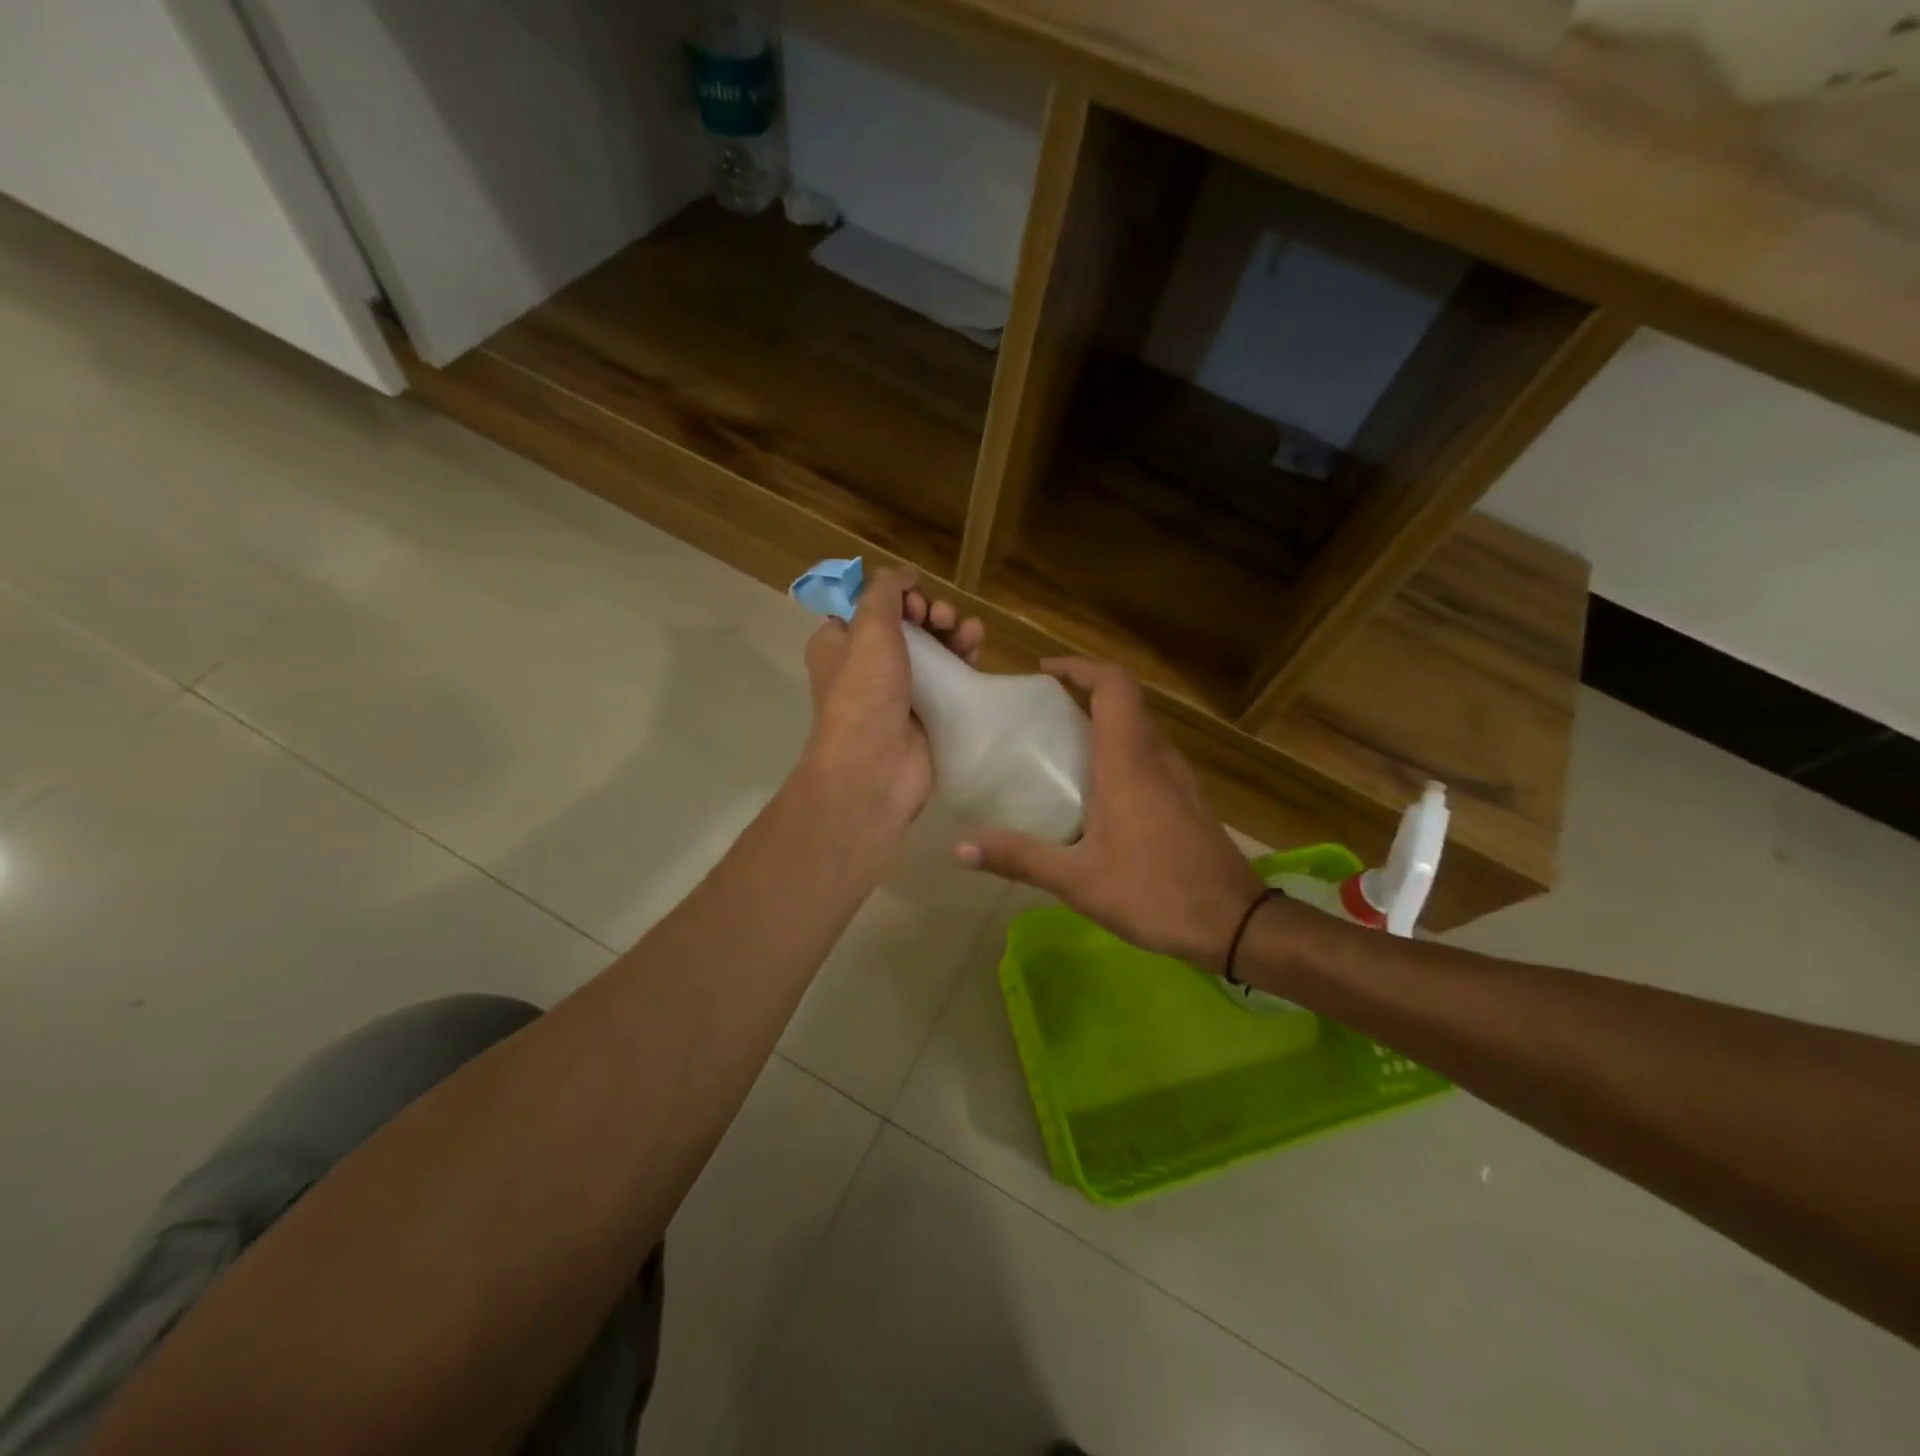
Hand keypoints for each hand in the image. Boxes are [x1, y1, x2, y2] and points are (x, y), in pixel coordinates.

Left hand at [799, 565, 983, 836]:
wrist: (874, 769)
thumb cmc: (864, 694)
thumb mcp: (869, 629)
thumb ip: (885, 593)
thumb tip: (900, 574)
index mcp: (839, 644)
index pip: (869, 605)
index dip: (895, 594)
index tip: (913, 597)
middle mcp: (866, 665)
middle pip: (905, 624)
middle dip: (928, 611)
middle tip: (941, 616)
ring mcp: (898, 691)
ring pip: (931, 648)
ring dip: (951, 631)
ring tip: (968, 630)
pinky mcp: (926, 712)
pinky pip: (948, 677)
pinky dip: (962, 658)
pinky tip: (977, 647)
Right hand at [954, 658, 1263, 970]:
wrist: (1236, 924)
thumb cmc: (1154, 893)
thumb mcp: (1078, 880)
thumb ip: (1019, 858)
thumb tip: (960, 847)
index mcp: (1129, 761)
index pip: (1113, 685)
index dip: (1079, 667)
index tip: (1043, 672)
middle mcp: (1158, 757)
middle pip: (1125, 702)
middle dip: (1084, 694)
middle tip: (1040, 714)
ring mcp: (1180, 778)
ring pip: (1140, 729)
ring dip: (1104, 724)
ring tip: (1061, 749)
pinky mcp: (1189, 799)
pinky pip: (1151, 756)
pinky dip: (1121, 752)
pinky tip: (1099, 793)